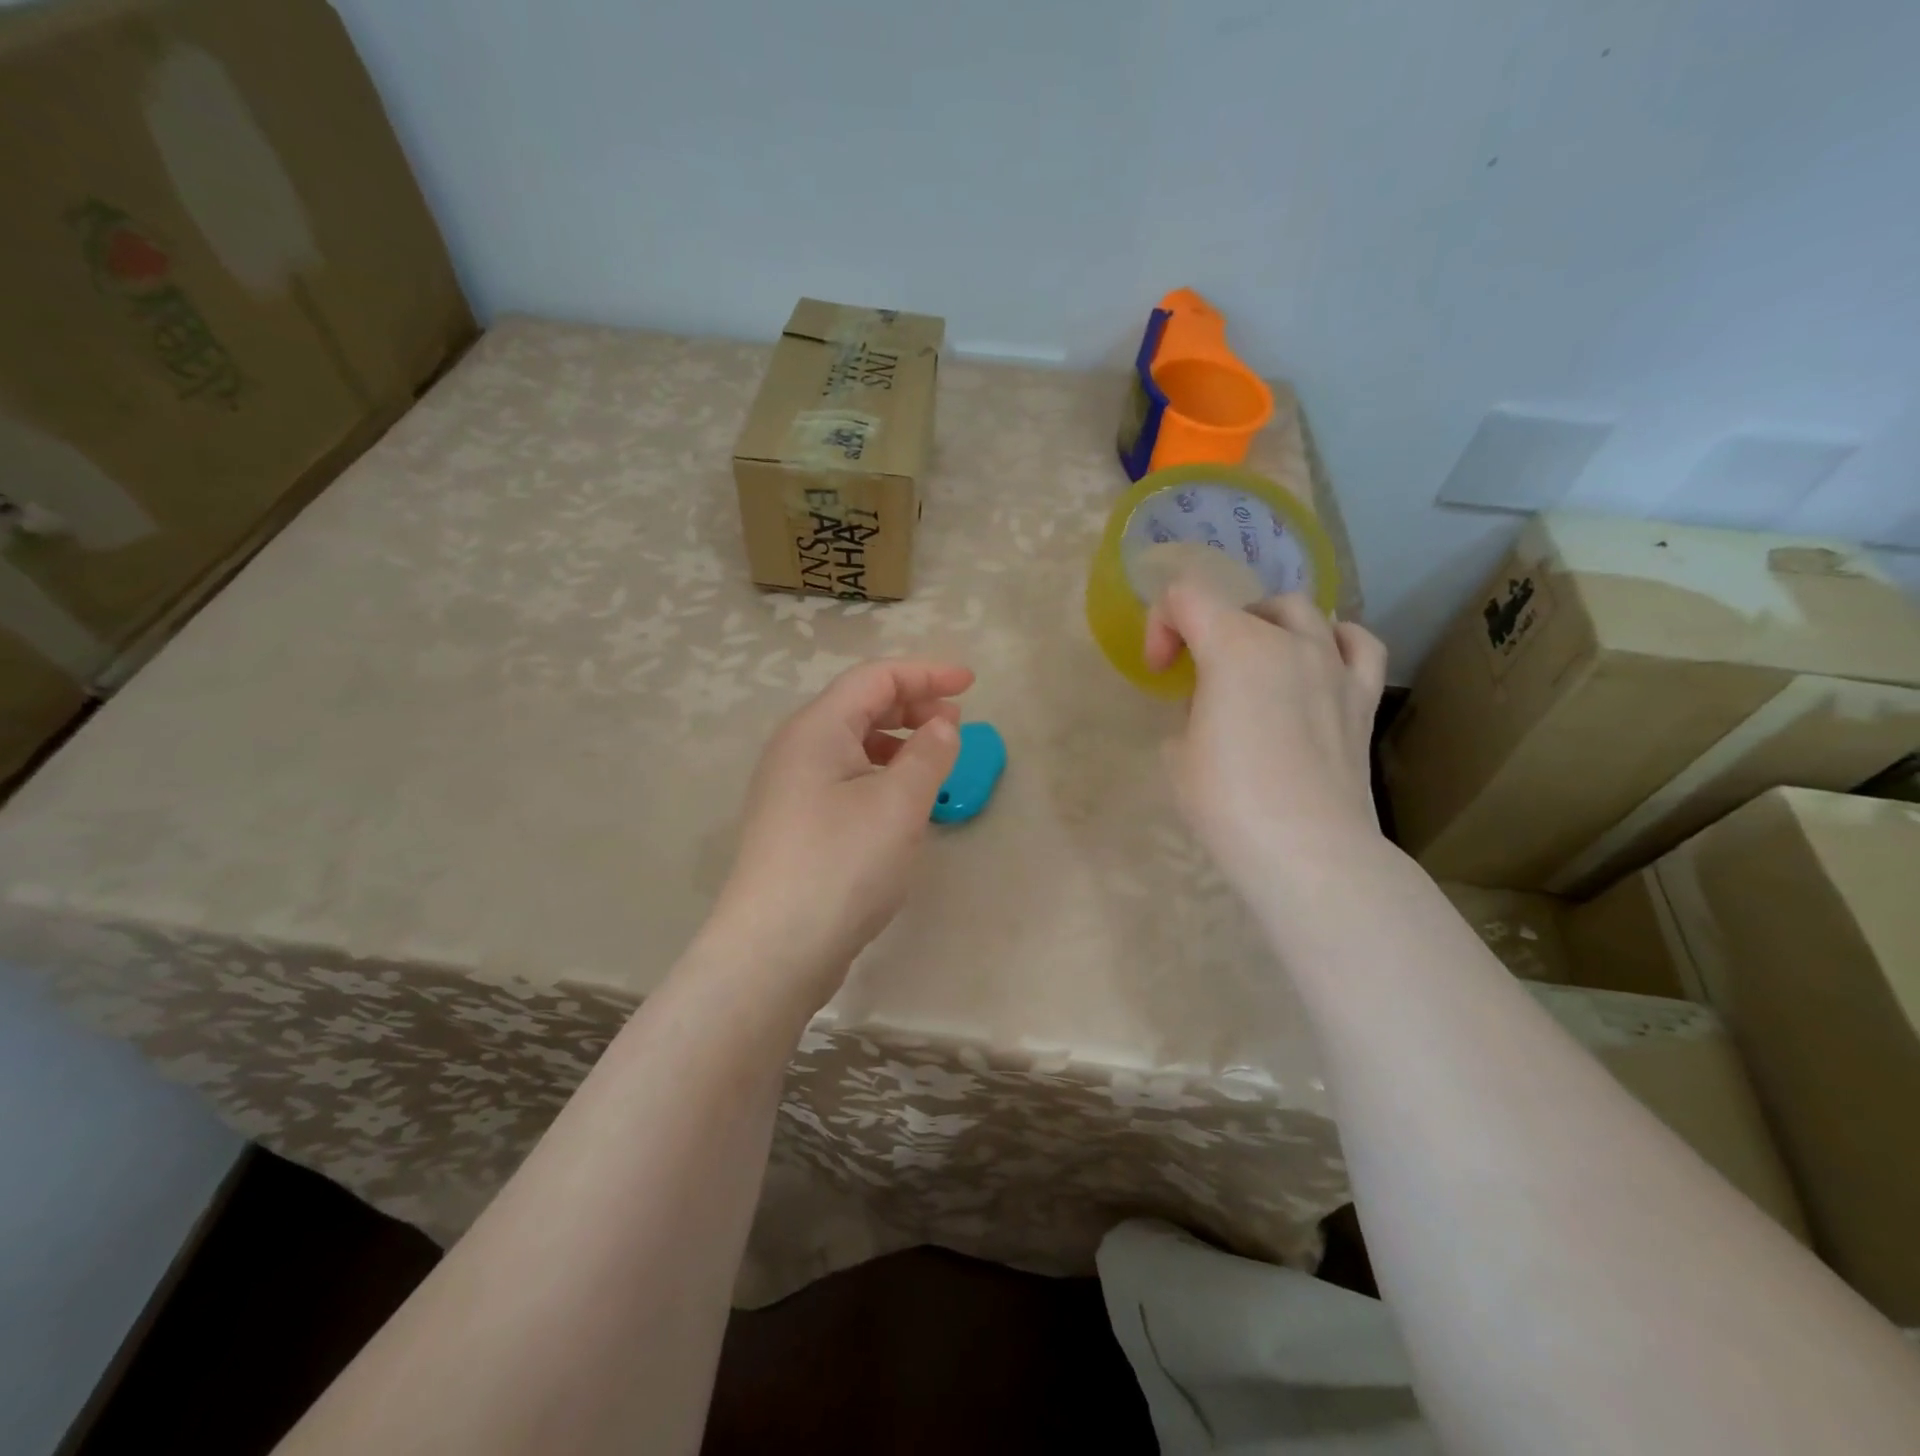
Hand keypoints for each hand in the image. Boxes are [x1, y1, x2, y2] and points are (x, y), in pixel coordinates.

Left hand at [706, 658, 972, 1010]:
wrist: (774, 949)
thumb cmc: (842, 864)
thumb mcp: (899, 804)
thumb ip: (929, 754)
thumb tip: (942, 725)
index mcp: (817, 729)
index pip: (875, 679)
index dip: (927, 673)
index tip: (971, 683)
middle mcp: (797, 749)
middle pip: (860, 706)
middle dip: (912, 705)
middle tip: (957, 723)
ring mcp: (791, 788)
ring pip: (852, 744)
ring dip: (898, 741)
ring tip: (935, 760)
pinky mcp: (795, 824)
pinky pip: (844, 778)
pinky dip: (880, 774)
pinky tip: (902, 801)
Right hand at [1144, 576, 1386, 893]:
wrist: (1306, 850)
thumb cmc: (1227, 801)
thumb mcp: (1178, 754)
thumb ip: (1191, 714)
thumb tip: (1215, 711)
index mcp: (1233, 647)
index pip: (1185, 598)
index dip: (1161, 626)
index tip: (1160, 672)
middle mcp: (1288, 641)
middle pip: (1243, 605)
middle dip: (1211, 630)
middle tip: (1199, 677)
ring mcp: (1334, 665)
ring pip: (1301, 612)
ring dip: (1268, 626)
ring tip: (1256, 661)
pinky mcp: (1363, 698)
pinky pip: (1357, 644)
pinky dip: (1334, 640)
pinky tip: (1320, 661)